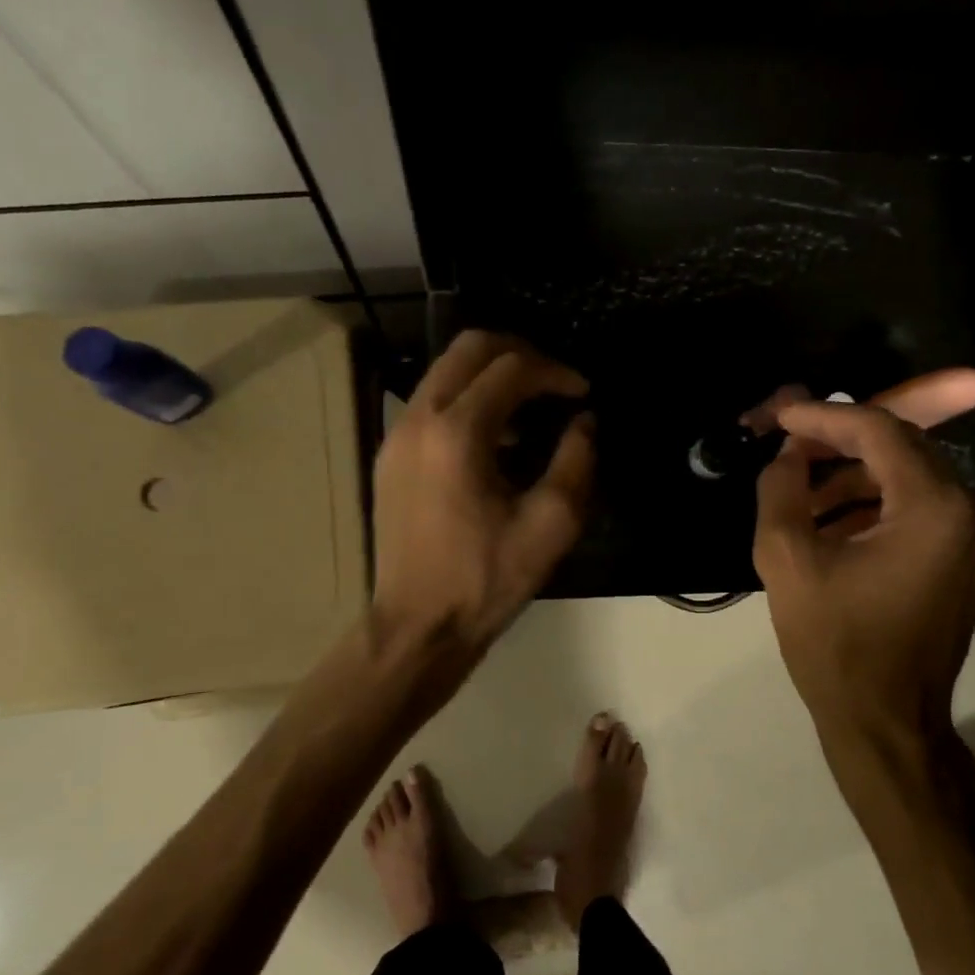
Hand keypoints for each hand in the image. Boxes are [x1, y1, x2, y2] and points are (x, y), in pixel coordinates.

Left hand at [371, 331, 595, 657]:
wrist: (417, 626)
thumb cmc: (485, 580)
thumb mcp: (550, 525)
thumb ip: (576, 461)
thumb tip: (585, 422)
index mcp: (457, 433)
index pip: (512, 369)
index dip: (556, 372)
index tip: (583, 393)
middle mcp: (419, 419)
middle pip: (469, 348)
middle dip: (520, 353)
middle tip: (555, 381)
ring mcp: (397, 435)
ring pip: (445, 370)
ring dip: (491, 375)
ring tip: (529, 410)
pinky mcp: (389, 456)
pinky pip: (431, 402)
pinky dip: (467, 399)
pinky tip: (494, 440)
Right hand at [751, 377, 974, 803]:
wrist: (886, 722)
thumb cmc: (834, 644)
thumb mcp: (786, 560)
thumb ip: (781, 487)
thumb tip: (787, 451)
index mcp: (934, 508)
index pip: (878, 431)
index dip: (824, 417)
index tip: (781, 415)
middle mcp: (972, 510)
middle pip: (900, 446)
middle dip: (839, 441)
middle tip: (789, 445)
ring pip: (909, 476)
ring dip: (854, 475)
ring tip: (801, 492)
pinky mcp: (970, 558)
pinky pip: (920, 508)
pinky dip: (875, 504)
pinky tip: (830, 520)